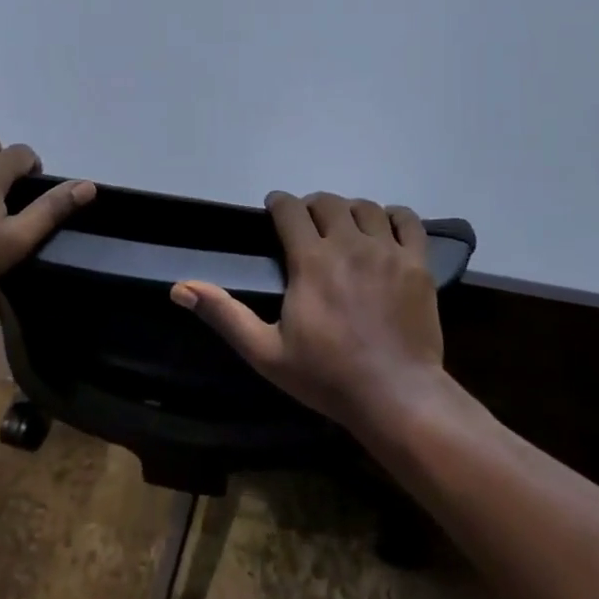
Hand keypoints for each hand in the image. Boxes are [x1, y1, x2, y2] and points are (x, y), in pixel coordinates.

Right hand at [171, 191, 443, 436]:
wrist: (396, 396)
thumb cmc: (326, 377)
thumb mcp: (265, 352)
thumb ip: (224, 314)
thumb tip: (180, 287)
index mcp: (311, 260)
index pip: (291, 209)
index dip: (278, 203)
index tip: (273, 210)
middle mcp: (349, 244)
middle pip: (328, 202)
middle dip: (312, 206)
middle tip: (307, 225)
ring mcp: (388, 251)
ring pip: (366, 207)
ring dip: (349, 210)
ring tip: (343, 228)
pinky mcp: (418, 264)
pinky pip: (408, 221)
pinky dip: (394, 216)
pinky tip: (385, 229)